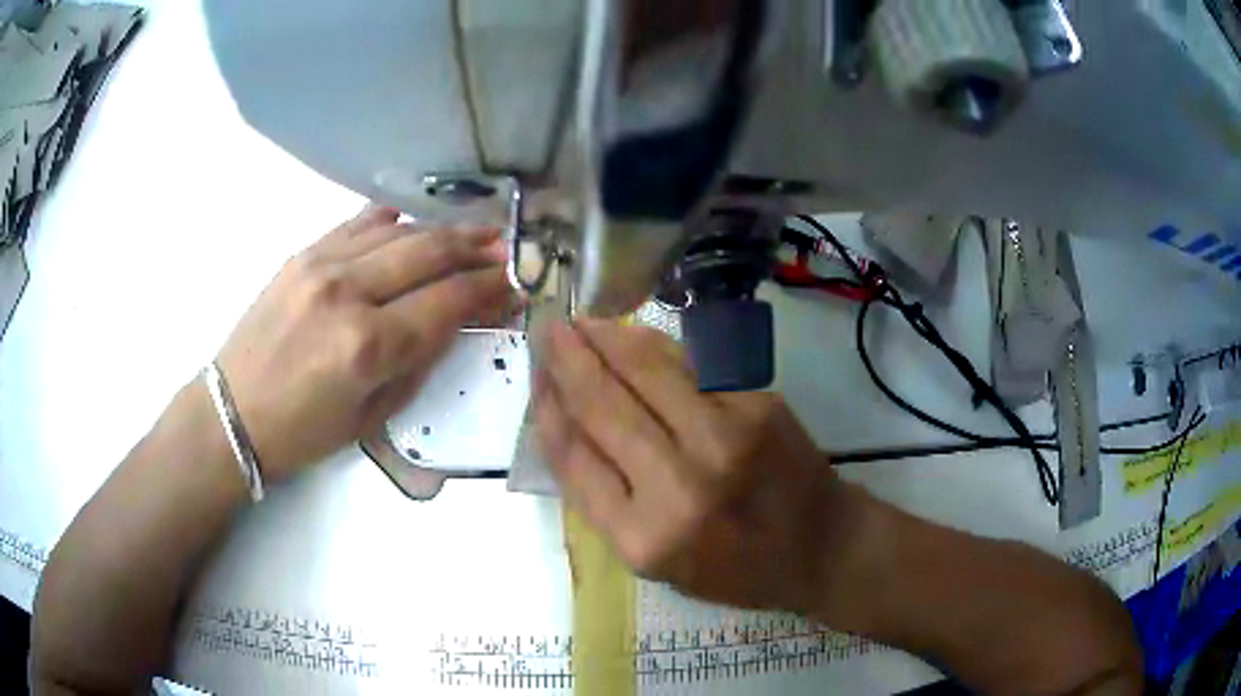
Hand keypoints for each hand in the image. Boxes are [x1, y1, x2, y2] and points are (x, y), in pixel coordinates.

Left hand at [215, 206, 512, 481]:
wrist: (233, 412)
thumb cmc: (304, 432)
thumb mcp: (373, 416)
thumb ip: (418, 360)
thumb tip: (457, 319)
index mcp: (368, 345)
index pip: (448, 300)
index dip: (490, 288)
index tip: (516, 282)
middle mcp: (348, 292)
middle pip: (429, 253)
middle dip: (476, 248)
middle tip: (505, 248)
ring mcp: (321, 264)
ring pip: (399, 231)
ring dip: (443, 230)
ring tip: (473, 231)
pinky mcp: (302, 254)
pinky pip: (359, 223)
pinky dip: (394, 220)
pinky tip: (413, 222)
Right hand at [533, 320, 853, 613]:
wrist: (821, 545)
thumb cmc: (734, 568)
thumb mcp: (656, 564)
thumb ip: (606, 502)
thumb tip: (564, 426)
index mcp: (643, 537)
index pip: (573, 457)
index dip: (547, 408)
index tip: (535, 377)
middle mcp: (679, 485)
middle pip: (603, 404)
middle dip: (566, 360)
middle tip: (546, 329)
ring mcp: (724, 437)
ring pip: (645, 369)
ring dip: (604, 338)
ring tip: (580, 322)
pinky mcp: (756, 404)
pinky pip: (690, 363)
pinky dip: (653, 344)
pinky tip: (631, 333)